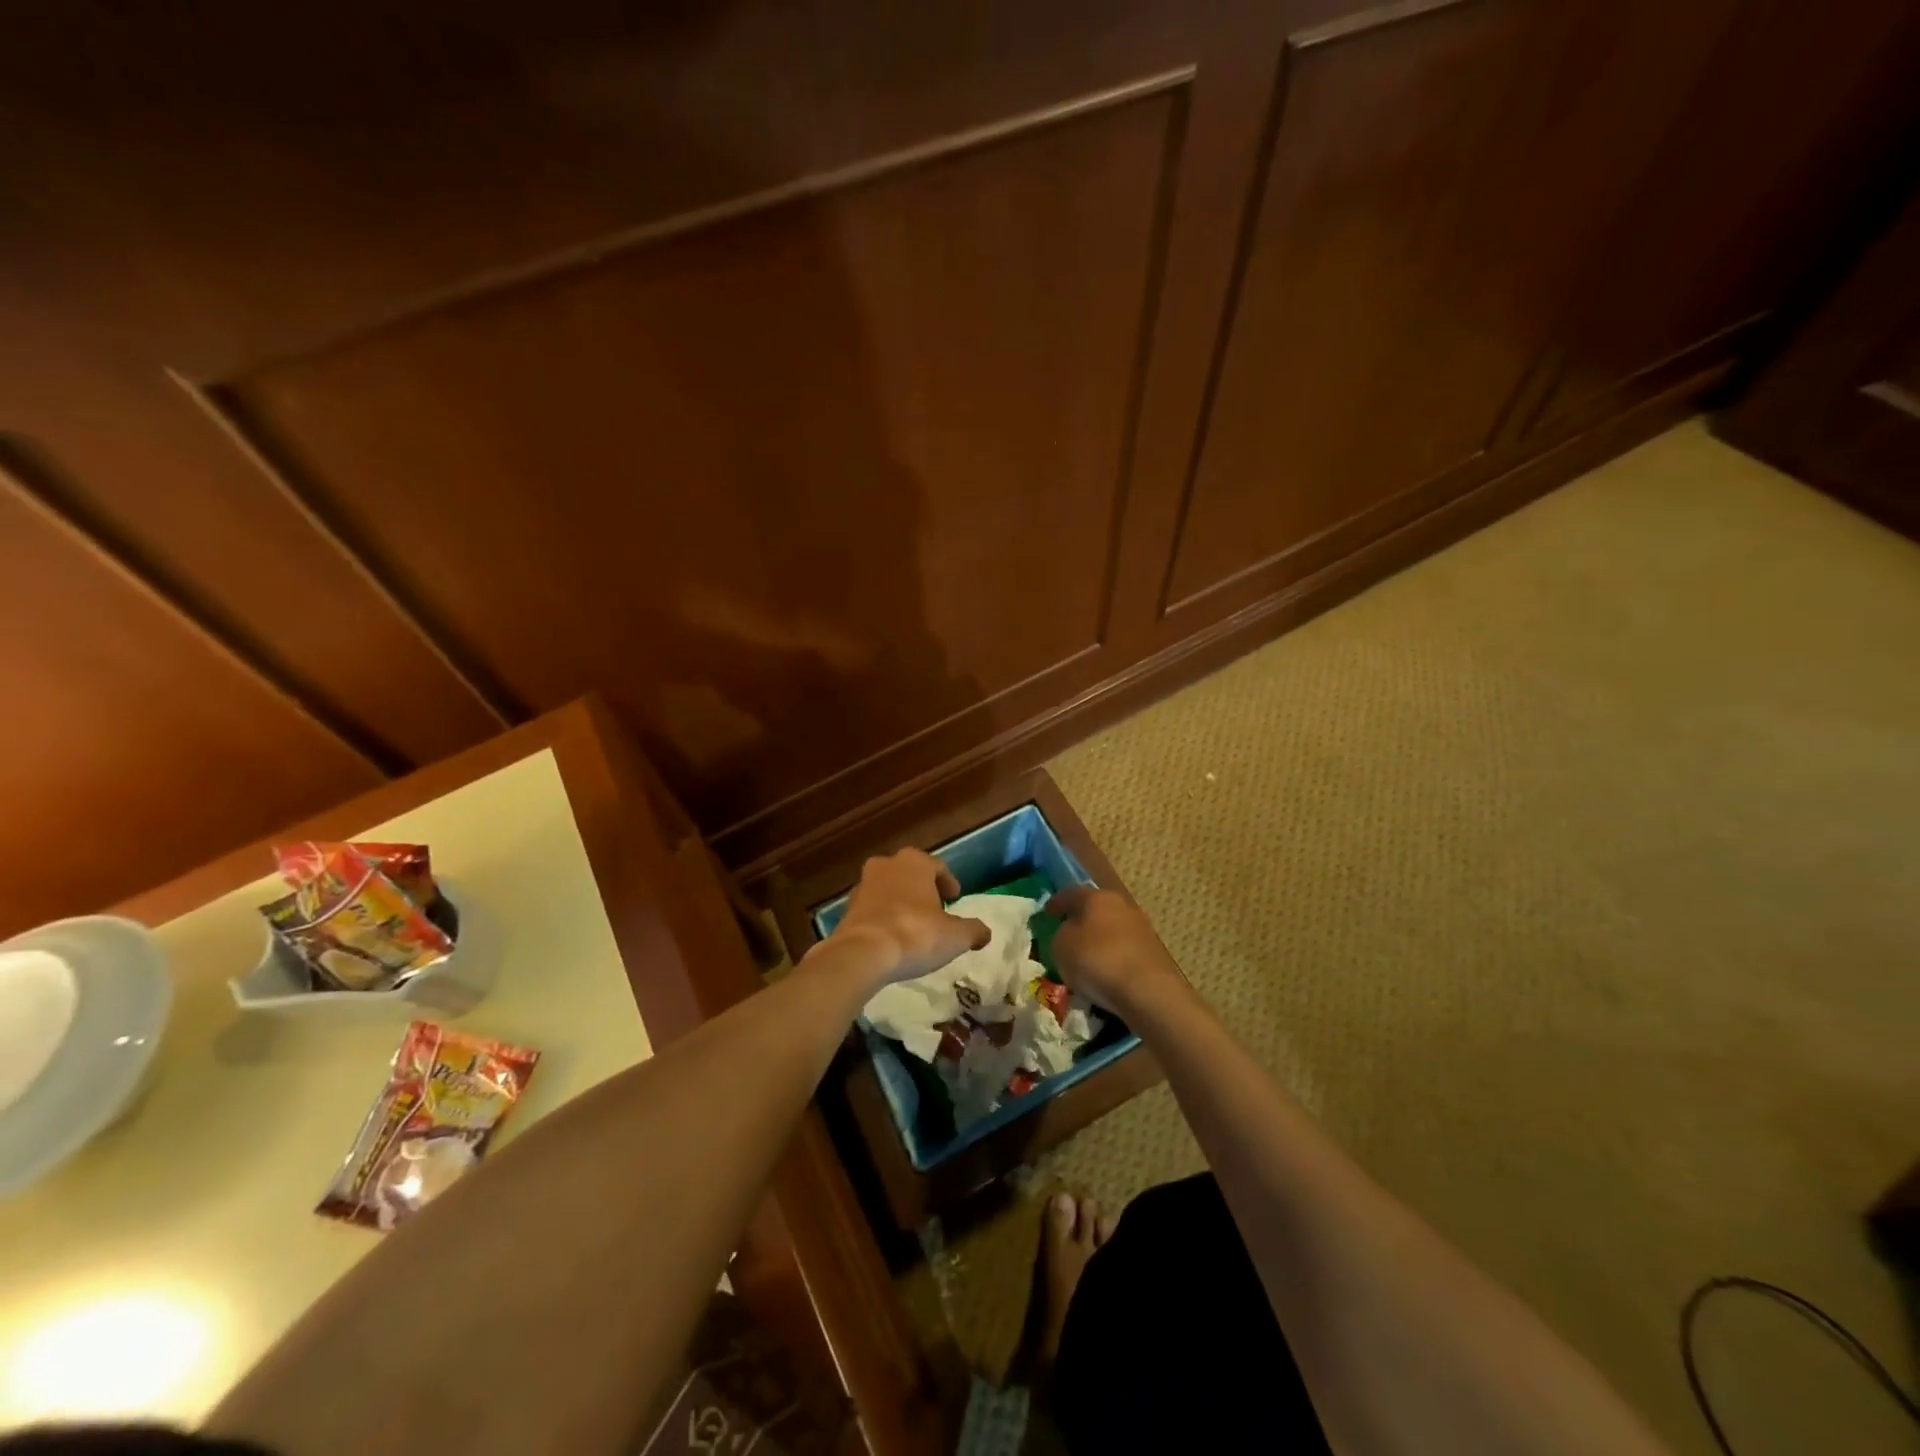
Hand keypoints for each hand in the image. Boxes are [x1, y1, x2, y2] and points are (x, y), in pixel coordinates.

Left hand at [820, 849, 990, 987]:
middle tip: (935, 910)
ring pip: (889, 889)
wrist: (862, 954)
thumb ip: (973, 931)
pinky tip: (892, 937)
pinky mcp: (847, 908)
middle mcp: (887, 865)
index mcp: (915, 862)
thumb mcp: (956, 936)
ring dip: (901, 902)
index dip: (949, 883)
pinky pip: (873, 908)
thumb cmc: (916, 934)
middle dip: (923, 889)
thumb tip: (984, 933)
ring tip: (913, 925)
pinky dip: (883, 917)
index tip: (955, 899)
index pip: (938, 867)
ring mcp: (863, 885)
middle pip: (911, 874)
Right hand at [1046, 886, 1185, 1015]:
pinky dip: (1113, 957)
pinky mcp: (1154, 951)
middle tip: (1066, 936)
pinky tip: (1106, 973)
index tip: (1046, 914)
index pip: (1070, 893)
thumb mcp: (1061, 946)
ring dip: (1099, 939)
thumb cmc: (1096, 960)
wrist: (1147, 990)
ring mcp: (1141, 927)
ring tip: (1086, 959)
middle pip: (1095, 908)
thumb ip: (1060, 933)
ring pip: (1112, 928)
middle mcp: (1121, 905)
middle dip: (1081, 920)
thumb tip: (1069, 931)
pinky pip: (1124, 949)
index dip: (1056, 903)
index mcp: (1096, 896)